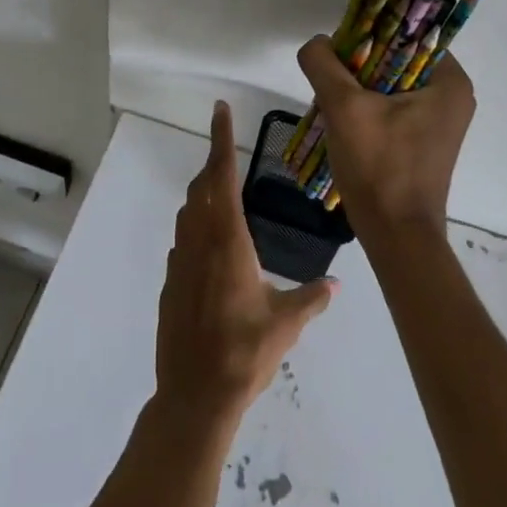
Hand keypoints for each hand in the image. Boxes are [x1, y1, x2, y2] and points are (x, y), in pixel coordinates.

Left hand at [155, 102, 335, 424]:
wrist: (194, 397)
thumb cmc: (243, 354)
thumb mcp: (285, 325)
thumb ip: (311, 300)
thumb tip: (336, 286)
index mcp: (228, 241)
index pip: (222, 176)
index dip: (221, 139)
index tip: (220, 109)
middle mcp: (199, 242)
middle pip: (202, 187)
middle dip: (213, 162)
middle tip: (227, 150)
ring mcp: (180, 262)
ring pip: (188, 211)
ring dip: (202, 193)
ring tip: (221, 191)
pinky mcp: (170, 283)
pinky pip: (182, 240)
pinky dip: (195, 227)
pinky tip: (209, 245)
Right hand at [296, 35, 476, 241]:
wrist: (395, 236)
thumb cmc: (379, 166)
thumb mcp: (344, 107)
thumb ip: (324, 64)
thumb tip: (317, 43)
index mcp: (449, 81)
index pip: (408, 32)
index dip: (371, 31)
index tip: (342, 45)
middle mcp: (452, 96)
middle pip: (396, 58)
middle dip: (360, 63)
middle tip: (331, 75)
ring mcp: (439, 121)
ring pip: (390, 83)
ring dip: (359, 86)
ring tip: (332, 98)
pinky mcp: (423, 141)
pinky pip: (392, 106)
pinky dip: (367, 106)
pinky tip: (343, 119)